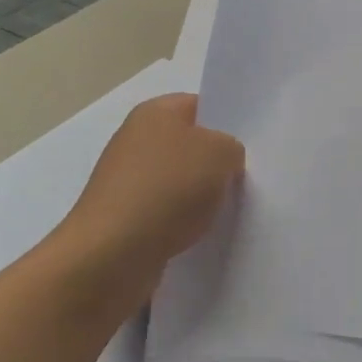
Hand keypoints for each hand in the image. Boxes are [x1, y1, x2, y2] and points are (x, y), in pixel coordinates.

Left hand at [64, 94, 243, 300]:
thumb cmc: (167, 190)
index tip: (251, 145)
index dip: (227, 122)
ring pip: (180, 182)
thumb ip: (231, 147)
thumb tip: (223, 160)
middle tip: (247, 178)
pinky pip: (166, 213)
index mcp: (155, 112)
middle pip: (190, 145)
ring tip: (228, 210)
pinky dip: (183, 222)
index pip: (201, 105)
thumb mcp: (220, 154)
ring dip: (201, 197)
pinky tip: (201, 234)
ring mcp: (127, 181)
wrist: (110, 256)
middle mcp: (136, 140)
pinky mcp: (124, 218)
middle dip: (216, 163)